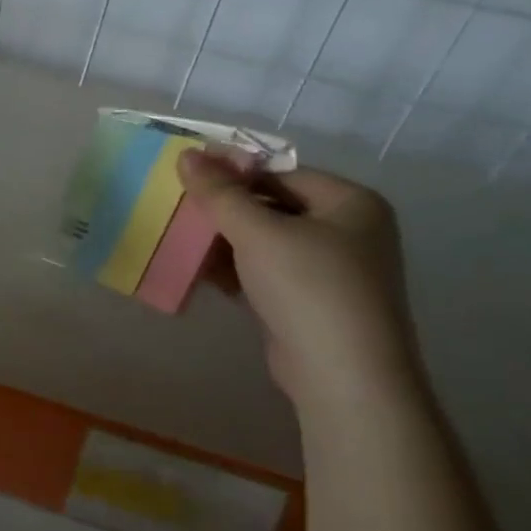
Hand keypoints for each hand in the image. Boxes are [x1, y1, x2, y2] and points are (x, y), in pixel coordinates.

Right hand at [177, 149, 421, 403]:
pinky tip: (199, 270)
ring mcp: (330, 271)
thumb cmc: (308, 287)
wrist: (343, 376)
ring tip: (180, 237)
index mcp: (351, 202)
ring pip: (266, 242)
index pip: (282, 172)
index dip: (234, 171)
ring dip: (224, 241)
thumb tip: (187, 155)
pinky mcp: (309, 303)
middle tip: (179, 206)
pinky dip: (235, 269)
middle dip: (225, 209)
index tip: (188, 174)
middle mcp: (348, 231)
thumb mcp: (259, 233)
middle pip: (273, 206)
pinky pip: (266, 273)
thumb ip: (221, 193)